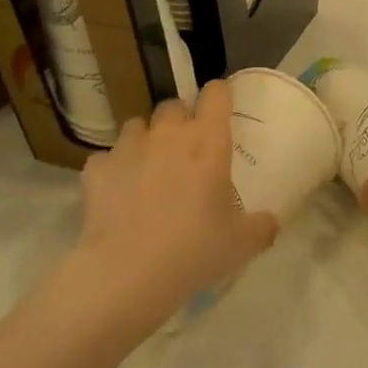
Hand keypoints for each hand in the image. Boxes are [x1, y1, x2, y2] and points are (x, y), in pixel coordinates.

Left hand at [74, 80, 278, 322]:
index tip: (222, 111)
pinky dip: (112, 170)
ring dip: (145, 140)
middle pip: (174, 105)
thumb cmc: (193, 250)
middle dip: (180, 121)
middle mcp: (168, 133)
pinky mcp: (97, 169)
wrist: (126, 274)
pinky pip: (106, 159)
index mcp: (208, 141)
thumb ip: (261, 227)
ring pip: (138, 125)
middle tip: (185, 151)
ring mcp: (129, 147)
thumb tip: (271, 222)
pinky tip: (116, 194)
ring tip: (148, 169)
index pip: (216, 93)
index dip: (219, 96)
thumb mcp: (240, 245)